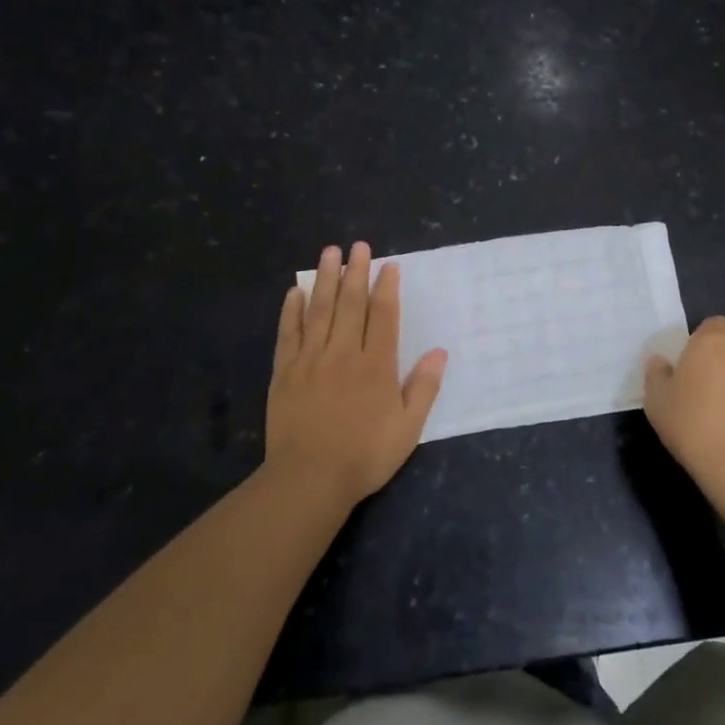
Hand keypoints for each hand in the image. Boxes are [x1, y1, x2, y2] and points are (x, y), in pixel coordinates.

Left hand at [266, 242, 446, 506]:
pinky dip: (292, 310)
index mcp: (376, 365)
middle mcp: (343, 353)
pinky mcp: (285, 372)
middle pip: (350, 304)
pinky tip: (296, 291)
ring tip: (329, 253)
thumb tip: (440, 351)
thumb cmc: (365, 455)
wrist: (310, 479)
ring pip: (319, 310)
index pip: (383, 316)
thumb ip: (424, 387)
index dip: (386, 288)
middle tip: (358, 245)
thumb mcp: (408, 428)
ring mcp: (311, 360)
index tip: (388, 265)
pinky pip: (288, 333)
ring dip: (326, 279)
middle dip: (356, 272)